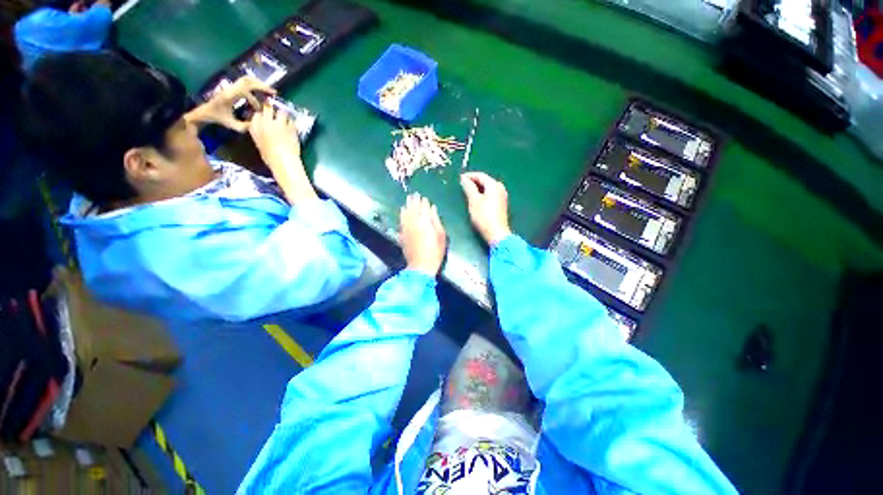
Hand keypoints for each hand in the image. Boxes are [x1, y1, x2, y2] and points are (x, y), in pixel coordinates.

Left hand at [201, 76, 274, 131]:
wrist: (205, 111)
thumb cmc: (218, 118)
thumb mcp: (231, 125)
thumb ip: (245, 126)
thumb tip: (259, 124)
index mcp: (230, 96)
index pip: (246, 91)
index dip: (257, 98)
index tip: (263, 106)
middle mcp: (230, 89)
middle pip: (247, 81)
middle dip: (261, 85)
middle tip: (273, 92)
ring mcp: (231, 87)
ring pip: (246, 79)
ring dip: (258, 83)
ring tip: (268, 91)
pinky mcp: (232, 88)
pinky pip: (244, 82)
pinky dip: (254, 85)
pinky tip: (260, 91)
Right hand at [249, 103, 301, 174]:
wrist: (284, 162)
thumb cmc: (270, 158)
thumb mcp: (260, 144)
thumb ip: (260, 134)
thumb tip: (265, 131)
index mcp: (255, 127)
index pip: (257, 114)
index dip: (263, 116)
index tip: (266, 118)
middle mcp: (266, 122)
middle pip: (268, 108)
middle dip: (272, 109)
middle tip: (277, 115)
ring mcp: (279, 123)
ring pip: (282, 112)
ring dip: (284, 115)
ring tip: (286, 120)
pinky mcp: (291, 127)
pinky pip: (293, 121)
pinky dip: (293, 123)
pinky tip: (293, 128)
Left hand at [400, 193, 446, 275]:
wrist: (420, 266)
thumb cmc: (435, 251)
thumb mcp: (441, 235)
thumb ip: (436, 220)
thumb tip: (432, 208)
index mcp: (424, 222)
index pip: (423, 208)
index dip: (424, 202)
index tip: (424, 197)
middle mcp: (413, 222)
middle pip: (413, 209)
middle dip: (414, 201)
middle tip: (414, 194)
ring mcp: (406, 228)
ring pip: (405, 213)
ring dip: (407, 206)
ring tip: (408, 199)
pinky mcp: (402, 235)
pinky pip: (401, 221)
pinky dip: (401, 214)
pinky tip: (402, 211)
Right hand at [460, 172, 511, 245]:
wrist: (497, 234)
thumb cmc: (484, 217)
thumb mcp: (473, 201)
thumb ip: (468, 188)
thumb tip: (464, 178)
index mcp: (494, 185)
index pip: (480, 175)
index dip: (469, 176)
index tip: (459, 178)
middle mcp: (500, 188)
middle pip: (485, 181)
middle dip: (474, 181)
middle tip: (463, 185)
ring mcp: (502, 196)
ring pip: (488, 188)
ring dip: (478, 188)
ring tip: (468, 192)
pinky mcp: (502, 205)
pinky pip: (491, 194)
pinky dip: (483, 194)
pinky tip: (477, 199)